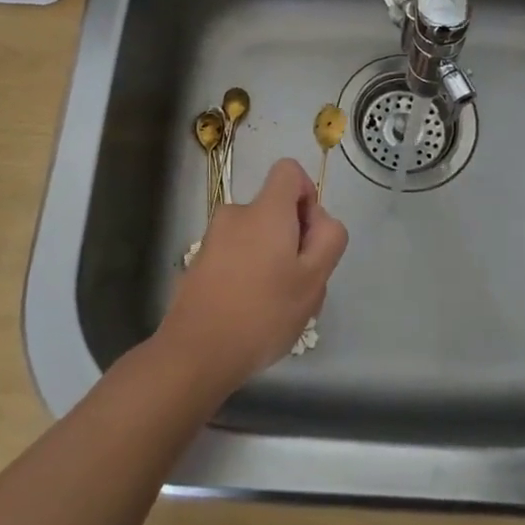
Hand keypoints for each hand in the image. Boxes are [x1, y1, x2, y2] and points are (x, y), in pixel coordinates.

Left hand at [157, 158, 348, 393]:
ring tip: (277, 307)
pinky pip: (237, 256)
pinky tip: (252, 315)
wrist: (195, 353)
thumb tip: (318, 220)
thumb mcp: (314, 280)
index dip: (307, 195)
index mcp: (265, 210)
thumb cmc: (262, 313)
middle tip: (300, 286)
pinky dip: (249, 274)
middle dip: (294, 240)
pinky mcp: (200, 263)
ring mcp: (213, 238)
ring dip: (273, 262)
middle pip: (275, 210)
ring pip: (257, 237)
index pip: (289, 170)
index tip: (309, 237)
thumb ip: (328, 239)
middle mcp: (236, 213)